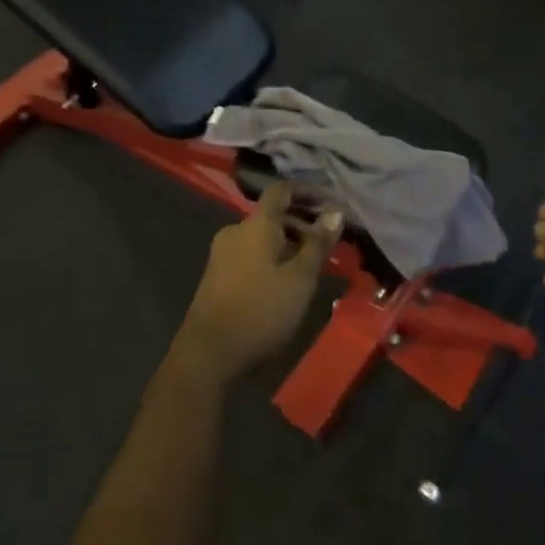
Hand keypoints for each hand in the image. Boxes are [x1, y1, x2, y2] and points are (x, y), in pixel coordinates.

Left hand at [170, 183, 342, 387]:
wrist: (208, 354)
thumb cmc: (261, 310)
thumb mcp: (300, 278)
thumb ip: (318, 244)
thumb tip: (335, 212)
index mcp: (256, 224)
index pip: (281, 191)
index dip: (307, 191)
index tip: (330, 202)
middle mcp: (236, 231)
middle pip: (273, 215)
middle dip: (302, 223)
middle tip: (329, 243)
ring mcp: (222, 253)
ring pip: (262, 237)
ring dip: (289, 243)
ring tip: (313, 266)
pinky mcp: (217, 275)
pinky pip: (251, 254)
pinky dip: (273, 257)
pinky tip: (287, 281)